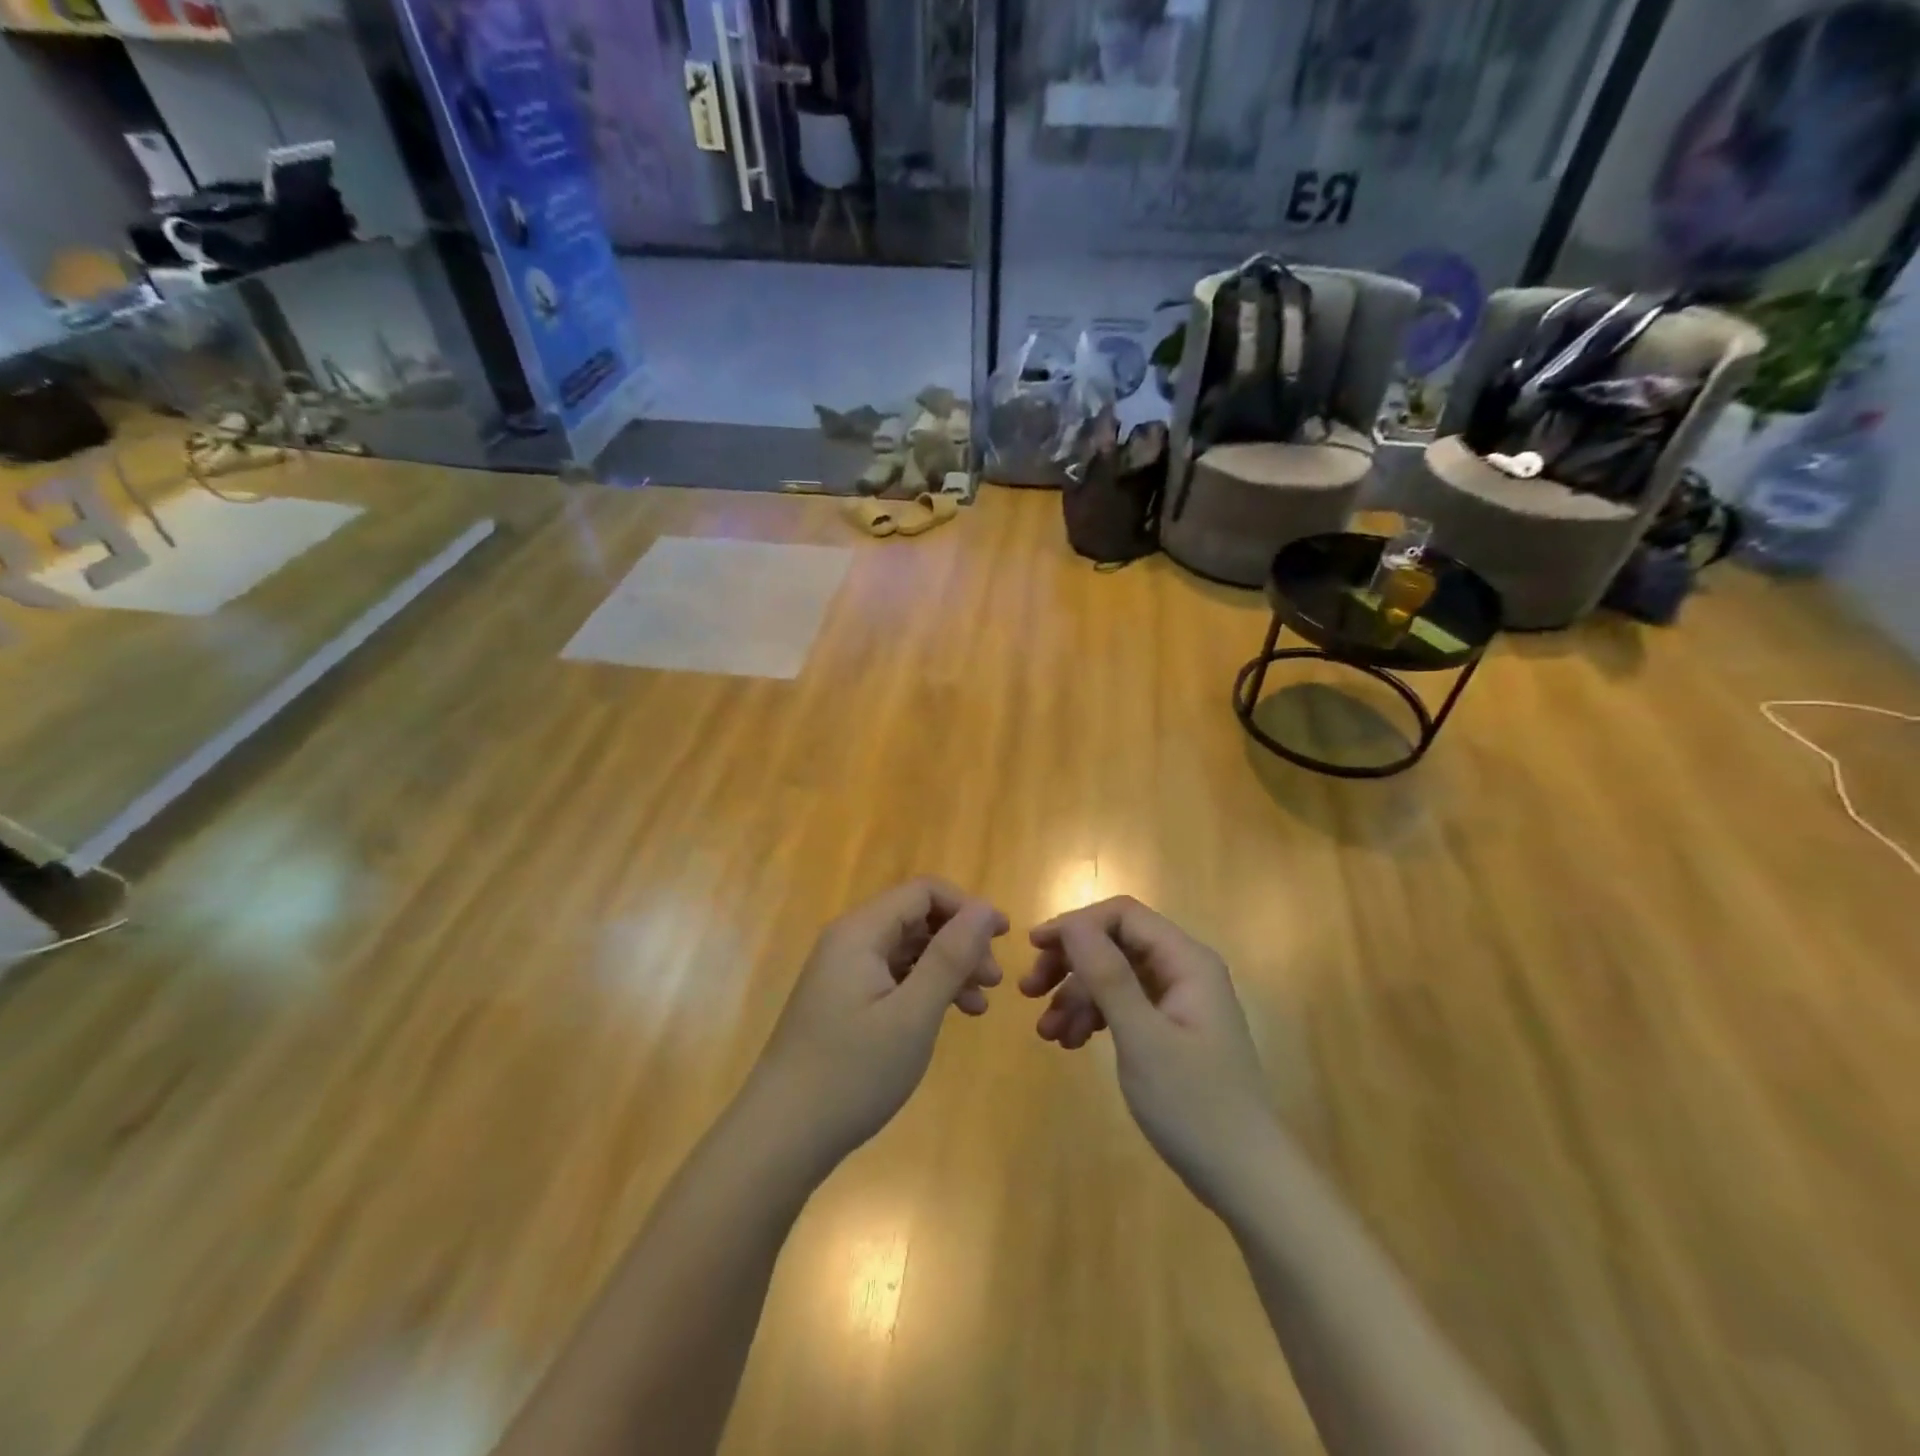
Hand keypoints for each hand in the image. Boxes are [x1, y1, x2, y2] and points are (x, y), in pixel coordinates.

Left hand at [747, 878, 1007, 1176]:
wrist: (780, 1136)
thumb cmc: (852, 1072)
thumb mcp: (913, 1014)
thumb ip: (950, 956)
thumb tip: (986, 909)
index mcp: (860, 932)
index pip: (924, 892)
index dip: (967, 907)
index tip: (1003, 939)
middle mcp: (849, 941)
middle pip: (916, 918)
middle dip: (960, 941)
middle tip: (994, 981)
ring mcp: (843, 972)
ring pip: (908, 949)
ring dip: (948, 967)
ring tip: (979, 1004)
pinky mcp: (843, 1001)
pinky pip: (893, 976)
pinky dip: (925, 989)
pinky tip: (948, 1015)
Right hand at [1022, 896, 1274, 1209]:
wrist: (1244, 1179)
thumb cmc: (1193, 1105)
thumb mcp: (1142, 1038)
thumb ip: (1107, 975)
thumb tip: (1072, 924)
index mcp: (1187, 961)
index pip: (1123, 915)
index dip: (1076, 924)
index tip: (1035, 949)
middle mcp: (1184, 970)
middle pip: (1115, 943)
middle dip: (1070, 962)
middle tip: (1029, 990)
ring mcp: (1178, 1001)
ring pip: (1114, 975)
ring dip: (1076, 995)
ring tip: (1046, 1032)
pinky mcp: (1171, 1029)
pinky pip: (1123, 1005)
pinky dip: (1094, 1017)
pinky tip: (1070, 1042)